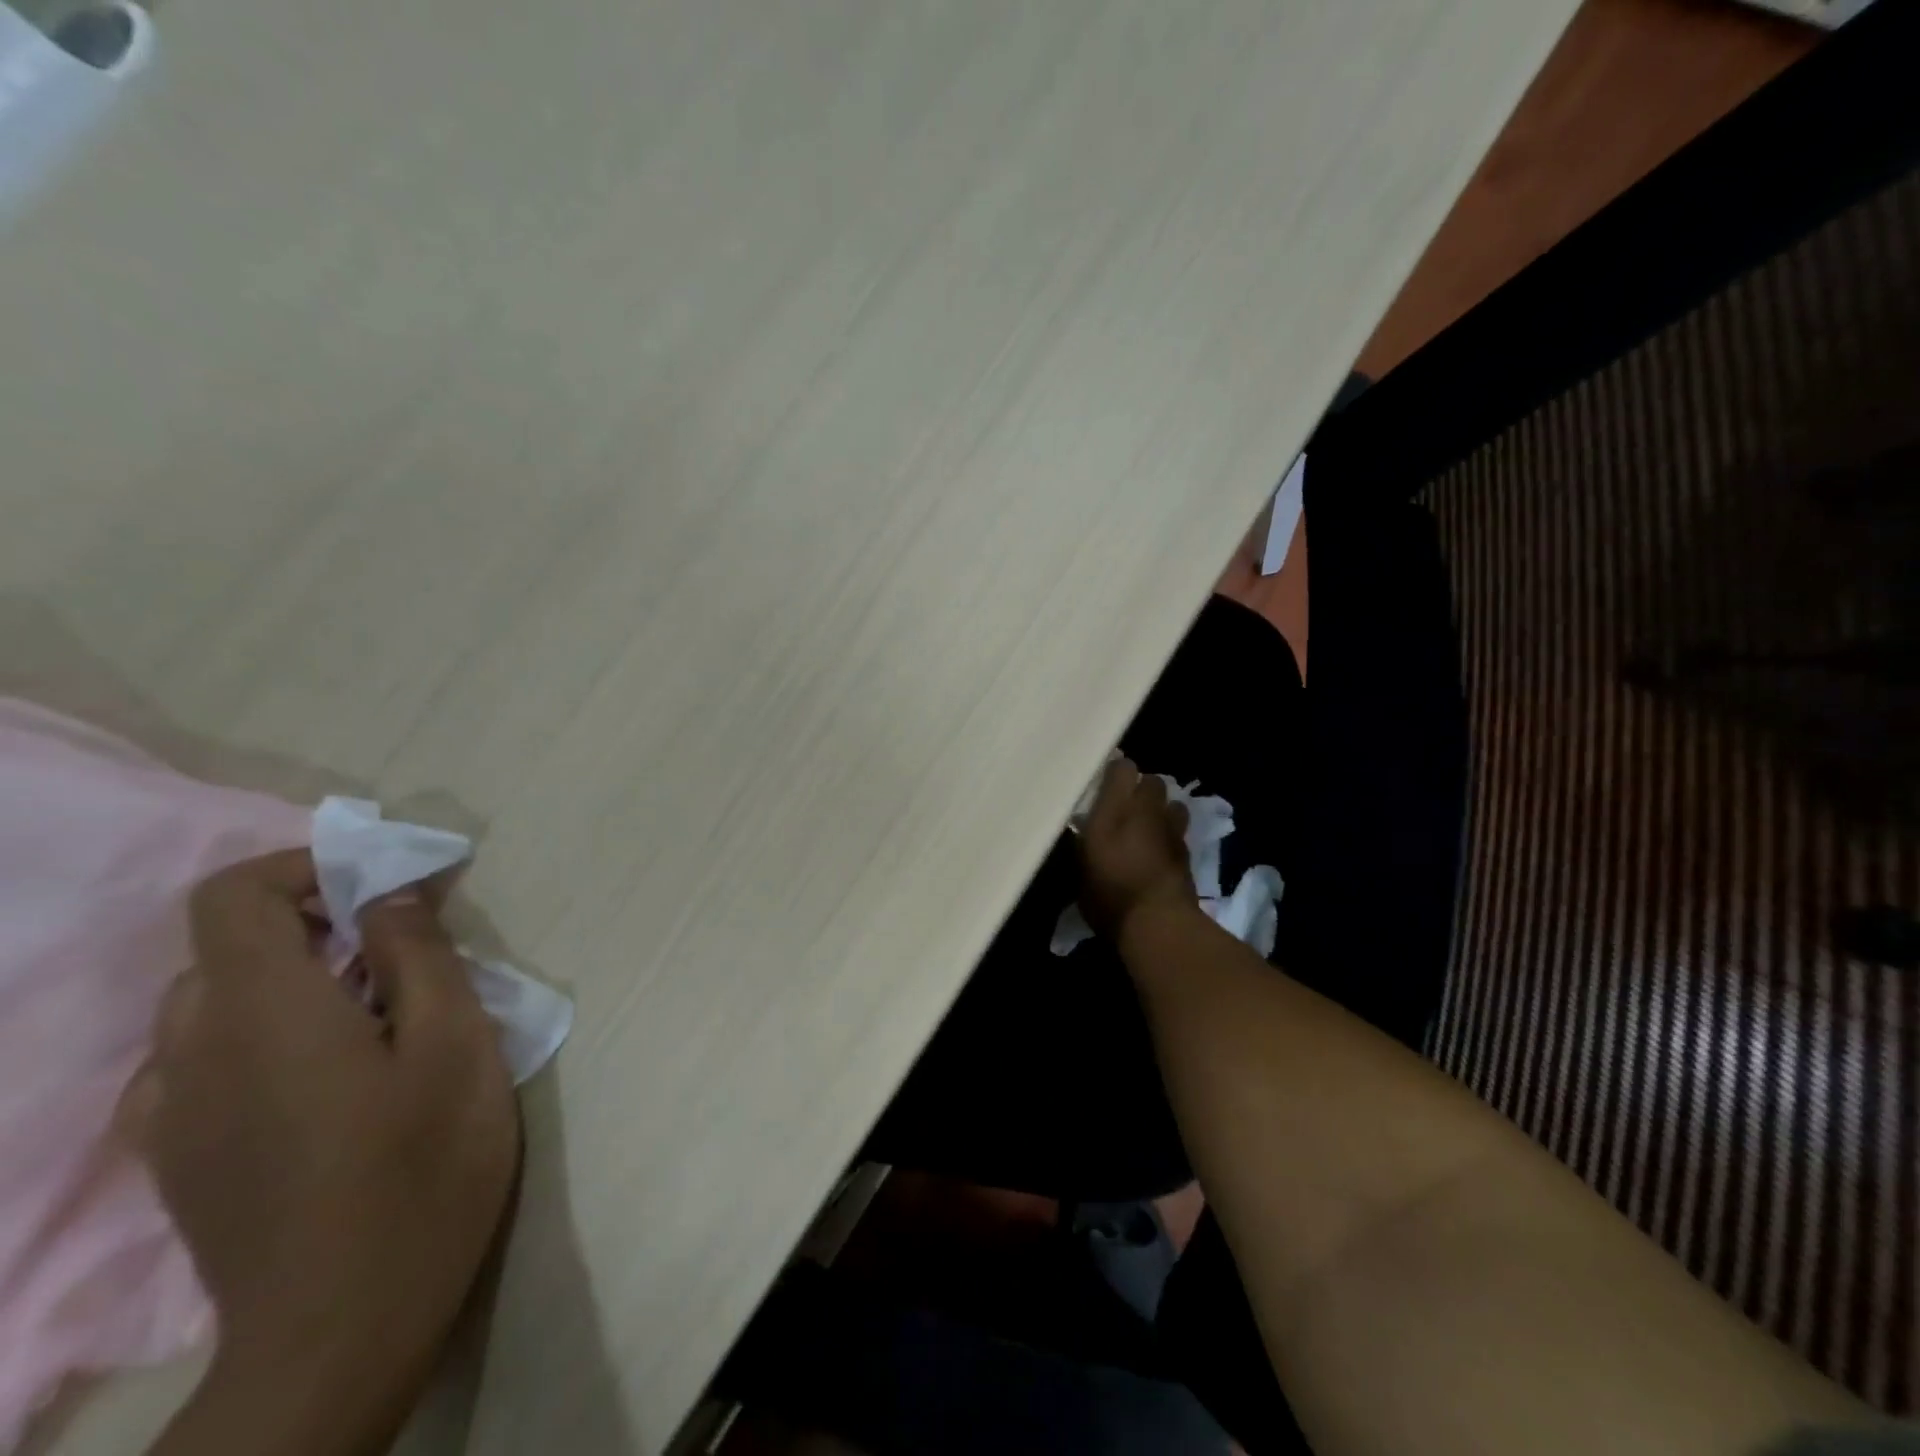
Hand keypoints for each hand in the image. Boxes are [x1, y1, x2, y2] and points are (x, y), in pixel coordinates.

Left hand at [123, 850, 518, 1455]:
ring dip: (288, 982)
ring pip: (210, 1005)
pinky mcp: (176, 1158)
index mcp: (262, 1012)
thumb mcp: (456, 1044)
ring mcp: (172, 1112)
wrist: (341, 1328)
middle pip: (225, 948)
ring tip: (370, 1017)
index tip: (378, 887)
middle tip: (398, 956)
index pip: (231, 896)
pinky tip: (321, 1077)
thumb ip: (419, 957)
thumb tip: (390, 896)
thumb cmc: (421, 1166)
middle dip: (312, 927)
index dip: (300, 868)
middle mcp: (192, 1051)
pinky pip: (198, 1062)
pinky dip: (257, 1036)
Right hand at [1075, 756, 1196, 944]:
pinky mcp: (1188, 853)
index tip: (1105, 783)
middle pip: (1154, 782)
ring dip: (1163, 810)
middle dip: (1143, 789)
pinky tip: (1160, 852)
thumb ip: (1080, 842)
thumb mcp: (1080, 868)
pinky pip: (1179, 832)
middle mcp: (1146, 811)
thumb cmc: (1109, 894)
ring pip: (1174, 804)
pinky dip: (1171, 836)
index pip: (1123, 769)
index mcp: (1115, 809)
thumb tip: (1081, 829)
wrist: (1157, 923)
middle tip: (1127, 806)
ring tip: (1149, 827)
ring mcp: (1172, 831)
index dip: (1116, 772)